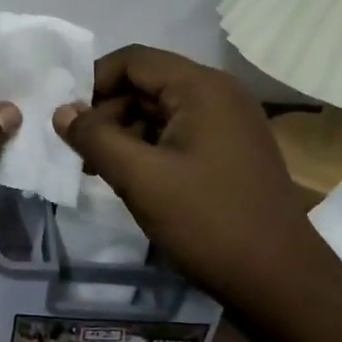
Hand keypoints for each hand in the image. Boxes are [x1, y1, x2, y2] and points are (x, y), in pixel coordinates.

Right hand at [52, 45, 340, 311]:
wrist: (280, 281)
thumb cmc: (207, 221)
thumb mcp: (140, 178)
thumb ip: (95, 138)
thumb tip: (61, 111)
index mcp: (202, 88)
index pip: (133, 60)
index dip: (93, 81)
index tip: (66, 118)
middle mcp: (219, 95)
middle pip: (146, 83)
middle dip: (106, 112)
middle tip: (78, 151)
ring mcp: (229, 124)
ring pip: (160, 112)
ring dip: (124, 133)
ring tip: (97, 170)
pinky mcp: (230, 152)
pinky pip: (178, 134)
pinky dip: (148, 148)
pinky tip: (130, 179)